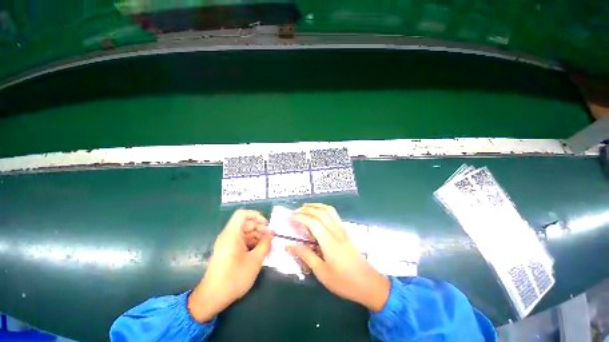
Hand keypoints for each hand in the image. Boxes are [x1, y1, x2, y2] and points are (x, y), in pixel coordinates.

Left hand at [188, 209, 272, 321]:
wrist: (212, 298)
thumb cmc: (234, 278)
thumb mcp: (255, 261)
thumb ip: (265, 244)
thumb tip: (272, 233)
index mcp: (232, 234)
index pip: (242, 214)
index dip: (256, 215)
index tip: (266, 225)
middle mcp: (228, 236)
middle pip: (245, 223)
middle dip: (259, 228)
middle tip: (270, 238)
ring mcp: (226, 244)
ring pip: (244, 233)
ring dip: (257, 236)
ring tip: (267, 246)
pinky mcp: (227, 251)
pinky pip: (241, 241)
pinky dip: (251, 243)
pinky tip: (259, 252)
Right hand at [287, 203, 389, 311]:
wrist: (369, 283)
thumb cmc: (344, 281)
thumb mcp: (322, 272)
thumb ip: (306, 256)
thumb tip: (290, 246)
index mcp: (329, 241)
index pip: (313, 221)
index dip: (301, 217)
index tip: (291, 217)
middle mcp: (336, 231)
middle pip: (321, 212)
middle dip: (307, 209)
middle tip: (295, 212)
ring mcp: (343, 229)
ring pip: (329, 210)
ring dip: (316, 206)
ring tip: (305, 208)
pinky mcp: (346, 231)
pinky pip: (334, 214)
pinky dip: (324, 209)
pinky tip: (319, 214)